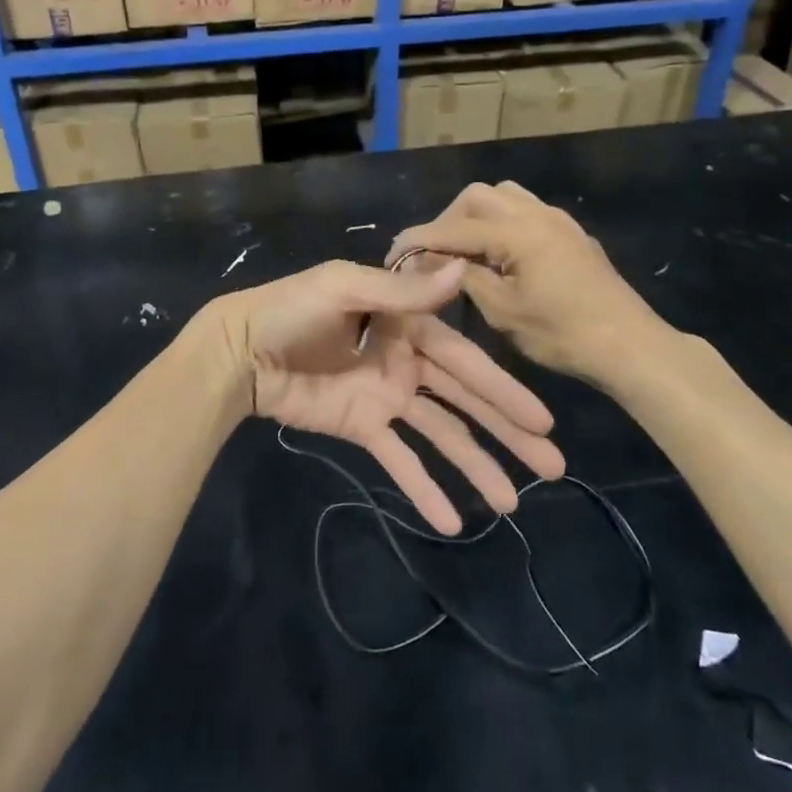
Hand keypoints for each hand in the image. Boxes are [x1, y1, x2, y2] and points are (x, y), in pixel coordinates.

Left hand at [207, 260, 564, 534]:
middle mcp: (406, 361)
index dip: (503, 389)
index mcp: (407, 324)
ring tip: (510, 504)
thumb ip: (402, 290)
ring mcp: (386, 397)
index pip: (465, 361)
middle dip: (506, 431)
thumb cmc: (290, 310)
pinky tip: (450, 522)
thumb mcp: (344, 287)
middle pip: (464, 401)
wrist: (239, 350)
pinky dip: (423, 488)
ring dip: (475, 466)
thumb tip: (459, 269)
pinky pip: (399, 460)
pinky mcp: (363, 426)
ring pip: (441, 435)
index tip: (543, 420)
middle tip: (552, 467)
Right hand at [389, 181, 677, 383]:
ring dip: (477, 216)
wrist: (631, 346)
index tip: (394, 255)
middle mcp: (537, 214)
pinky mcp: (570, 234)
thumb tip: (435, 261)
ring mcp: (558, 221)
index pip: (454, 228)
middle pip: (478, 197)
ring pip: (505, 197)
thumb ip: (466, 278)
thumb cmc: (564, 335)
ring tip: (466, 251)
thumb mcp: (505, 312)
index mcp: (518, 233)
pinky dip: (501, 223)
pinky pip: (526, 211)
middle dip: (449, 220)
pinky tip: (500, 255)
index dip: (420, 240)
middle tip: (435, 254)